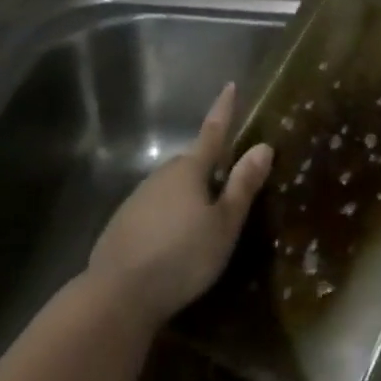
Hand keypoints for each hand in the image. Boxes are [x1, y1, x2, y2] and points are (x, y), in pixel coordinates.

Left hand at [86, 83, 272, 324]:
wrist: (117, 295)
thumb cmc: (182, 256)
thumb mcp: (224, 224)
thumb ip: (243, 185)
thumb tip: (263, 146)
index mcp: (190, 170)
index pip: (213, 132)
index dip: (224, 110)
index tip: (230, 85)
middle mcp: (162, 176)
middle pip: (192, 164)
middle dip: (210, 168)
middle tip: (229, 187)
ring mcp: (138, 199)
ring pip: (172, 188)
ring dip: (189, 196)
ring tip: (204, 223)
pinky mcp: (123, 224)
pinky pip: (155, 209)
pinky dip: (169, 217)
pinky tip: (174, 242)